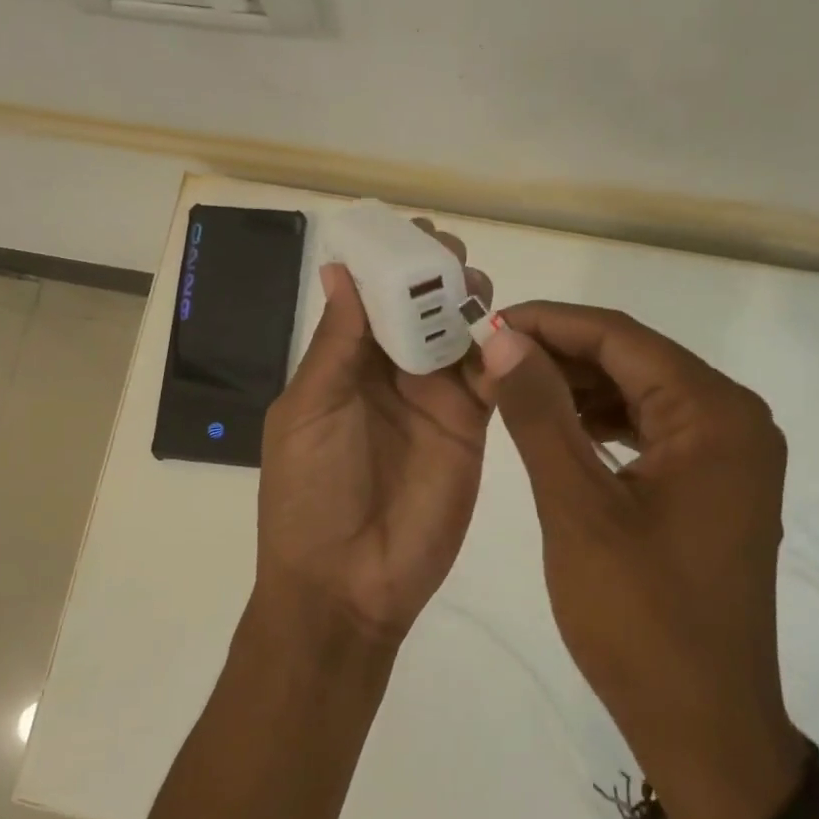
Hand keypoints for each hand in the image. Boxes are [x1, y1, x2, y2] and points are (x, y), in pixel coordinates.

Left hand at [256, 225, 491, 642]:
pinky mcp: (471, 427)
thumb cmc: (310, 494)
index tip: (412, 235)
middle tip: (453, 258)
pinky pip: (491, 378)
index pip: (372, 299)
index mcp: (344, 364)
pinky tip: (509, 332)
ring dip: (469, 306)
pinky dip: (501, 352)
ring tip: (476, 289)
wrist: (347, 583)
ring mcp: (434, 399)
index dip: (390, 265)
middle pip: (420, 310)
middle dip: (436, 278)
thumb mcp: (309, 410)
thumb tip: (341, 269)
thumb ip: (336, 342)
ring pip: (459, 335)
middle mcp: (391, 374)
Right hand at [470, 303, 803, 818]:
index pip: (621, 337)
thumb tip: (504, 340)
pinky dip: (601, 424)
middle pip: (634, 360)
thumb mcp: (578, 508)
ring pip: (640, 394)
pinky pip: (651, 432)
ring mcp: (729, 456)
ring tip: (509, 389)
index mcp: (714, 415)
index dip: (549, 323)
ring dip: (577, 388)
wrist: (703, 724)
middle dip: (559, 355)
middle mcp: (734, 421)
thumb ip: (540, 414)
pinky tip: (554, 428)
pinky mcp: (714, 487)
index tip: (485, 324)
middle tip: (487, 359)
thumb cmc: (639, 617)